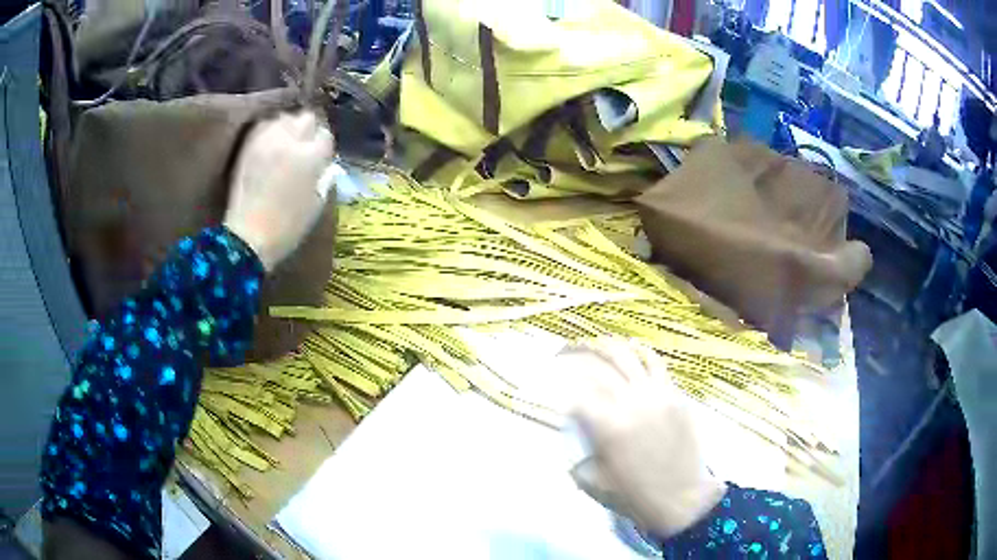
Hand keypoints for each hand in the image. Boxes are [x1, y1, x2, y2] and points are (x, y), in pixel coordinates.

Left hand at [224, 111, 334, 270]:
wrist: (247, 237)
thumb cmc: (287, 227)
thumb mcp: (316, 205)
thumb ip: (325, 179)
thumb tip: (328, 166)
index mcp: (311, 157)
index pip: (325, 136)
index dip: (324, 147)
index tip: (321, 157)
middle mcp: (290, 141)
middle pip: (306, 118)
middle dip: (308, 130)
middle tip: (305, 146)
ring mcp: (266, 140)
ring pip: (284, 117)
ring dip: (288, 127)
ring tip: (286, 142)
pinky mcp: (248, 145)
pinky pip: (263, 125)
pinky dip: (269, 130)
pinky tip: (270, 144)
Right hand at [566, 338, 725, 538]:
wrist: (682, 499)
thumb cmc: (634, 496)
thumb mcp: (592, 482)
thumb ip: (574, 455)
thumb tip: (568, 436)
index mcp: (608, 426)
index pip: (577, 396)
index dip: (560, 392)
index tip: (553, 394)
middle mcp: (632, 402)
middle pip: (601, 364)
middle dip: (576, 354)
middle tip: (563, 353)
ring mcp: (658, 395)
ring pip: (630, 356)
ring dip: (609, 346)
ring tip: (597, 344)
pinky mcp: (676, 396)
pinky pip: (657, 366)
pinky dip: (641, 354)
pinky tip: (633, 353)